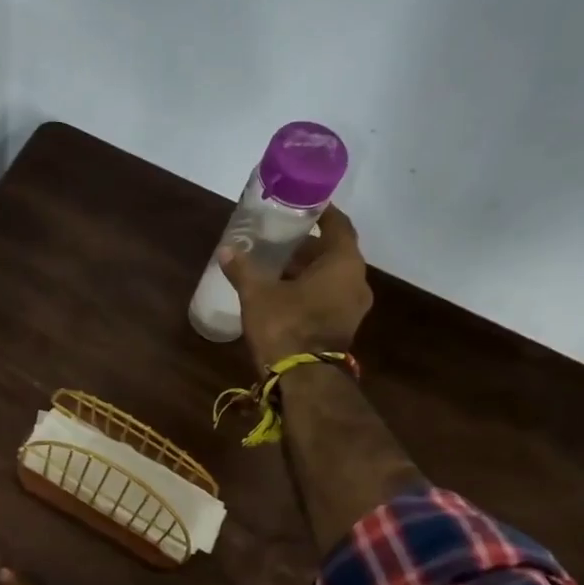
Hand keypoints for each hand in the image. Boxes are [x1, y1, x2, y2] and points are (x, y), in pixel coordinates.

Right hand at [218, 204, 373, 369]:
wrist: (303, 379)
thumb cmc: (285, 326)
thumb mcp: (257, 294)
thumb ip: (243, 269)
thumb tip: (227, 250)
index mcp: (343, 263)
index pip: (339, 225)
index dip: (323, 213)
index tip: (304, 205)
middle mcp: (357, 281)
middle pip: (336, 252)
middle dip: (310, 245)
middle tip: (282, 238)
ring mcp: (354, 307)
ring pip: (333, 276)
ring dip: (310, 269)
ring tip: (279, 265)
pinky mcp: (345, 326)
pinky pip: (331, 296)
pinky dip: (313, 289)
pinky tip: (285, 291)